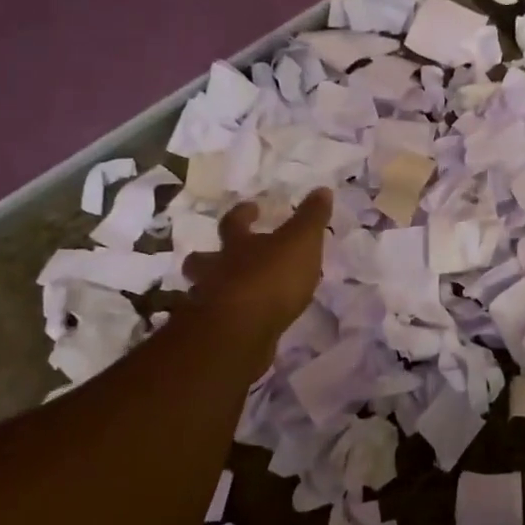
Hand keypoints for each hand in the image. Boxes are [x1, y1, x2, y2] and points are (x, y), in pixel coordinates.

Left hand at [181, 189, 332, 350]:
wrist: (238, 332)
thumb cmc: (271, 279)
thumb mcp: (301, 242)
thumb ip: (311, 218)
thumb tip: (322, 189)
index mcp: (237, 245)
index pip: (234, 222)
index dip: (243, 213)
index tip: (252, 208)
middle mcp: (216, 271)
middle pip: (202, 260)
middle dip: (208, 257)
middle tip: (220, 258)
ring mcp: (208, 304)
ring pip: (202, 292)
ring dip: (213, 292)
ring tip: (230, 297)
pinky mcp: (212, 336)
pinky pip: (214, 324)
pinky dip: (223, 323)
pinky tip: (237, 328)